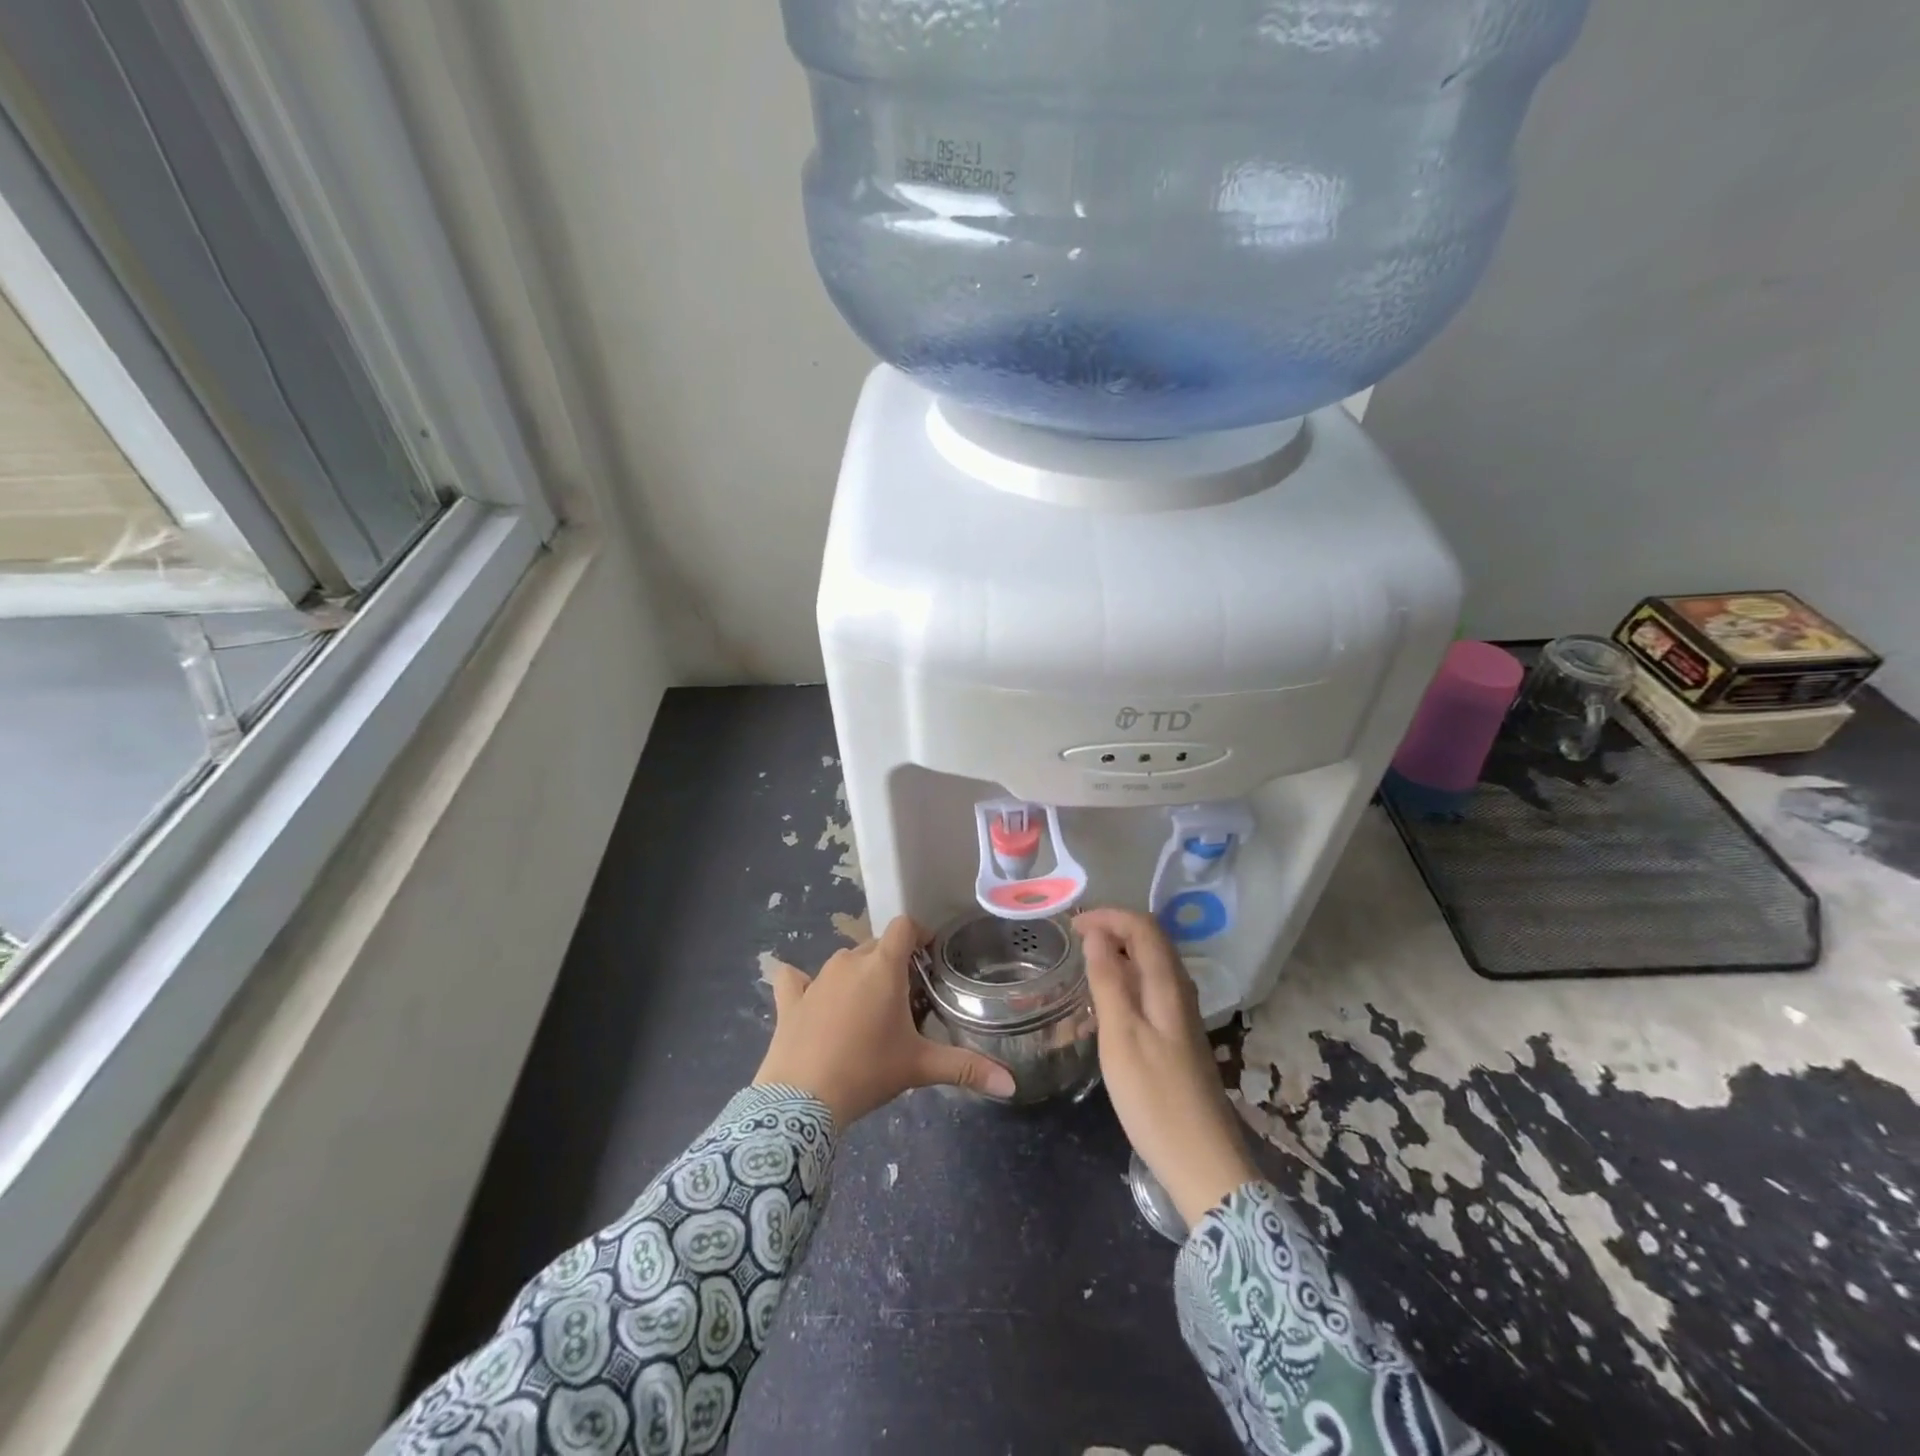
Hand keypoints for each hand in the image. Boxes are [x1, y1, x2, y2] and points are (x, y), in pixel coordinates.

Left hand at [755, 916, 1016, 1127]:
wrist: (800, 1100)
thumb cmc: (867, 1071)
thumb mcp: (920, 1067)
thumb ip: (966, 1068)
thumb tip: (1012, 1084)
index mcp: (882, 967)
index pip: (904, 926)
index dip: (920, 935)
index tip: (929, 957)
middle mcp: (849, 961)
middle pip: (876, 946)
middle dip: (893, 963)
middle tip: (906, 998)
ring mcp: (816, 978)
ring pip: (844, 962)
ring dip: (858, 975)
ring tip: (868, 1009)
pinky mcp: (790, 999)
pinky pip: (795, 979)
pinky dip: (803, 984)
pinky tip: (808, 998)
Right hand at [1076, 908, 1260, 1226]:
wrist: (1202, 1163)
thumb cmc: (1155, 1099)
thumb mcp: (1121, 1037)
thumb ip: (1108, 981)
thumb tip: (1096, 934)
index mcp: (1168, 985)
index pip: (1143, 926)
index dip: (1108, 916)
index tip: (1071, 925)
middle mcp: (1180, 992)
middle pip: (1150, 941)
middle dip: (1112, 929)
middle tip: (1073, 939)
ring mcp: (1181, 1016)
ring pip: (1150, 967)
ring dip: (1118, 955)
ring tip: (1082, 966)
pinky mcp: (1177, 1038)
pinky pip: (1149, 991)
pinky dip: (1124, 982)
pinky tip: (1103, 1005)